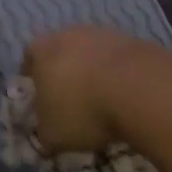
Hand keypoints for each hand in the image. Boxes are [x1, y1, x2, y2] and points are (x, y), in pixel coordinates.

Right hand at [21, 26, 162, 152]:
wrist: (141, 90)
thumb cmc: (83, 110)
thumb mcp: (54, 135)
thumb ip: (45, 134)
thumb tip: (47, 137)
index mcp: (41, 51)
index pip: (29, 60)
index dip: (34, 80)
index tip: (42, 100)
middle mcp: (69, 35)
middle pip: (62, 52)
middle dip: (65, 74)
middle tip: (72, 101)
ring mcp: (104, 34)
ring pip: (93, 54)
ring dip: (95, 73)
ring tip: (104, 102)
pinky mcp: (135, 41)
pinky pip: (120, 61)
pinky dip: (121, 76)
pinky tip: (128, 98)